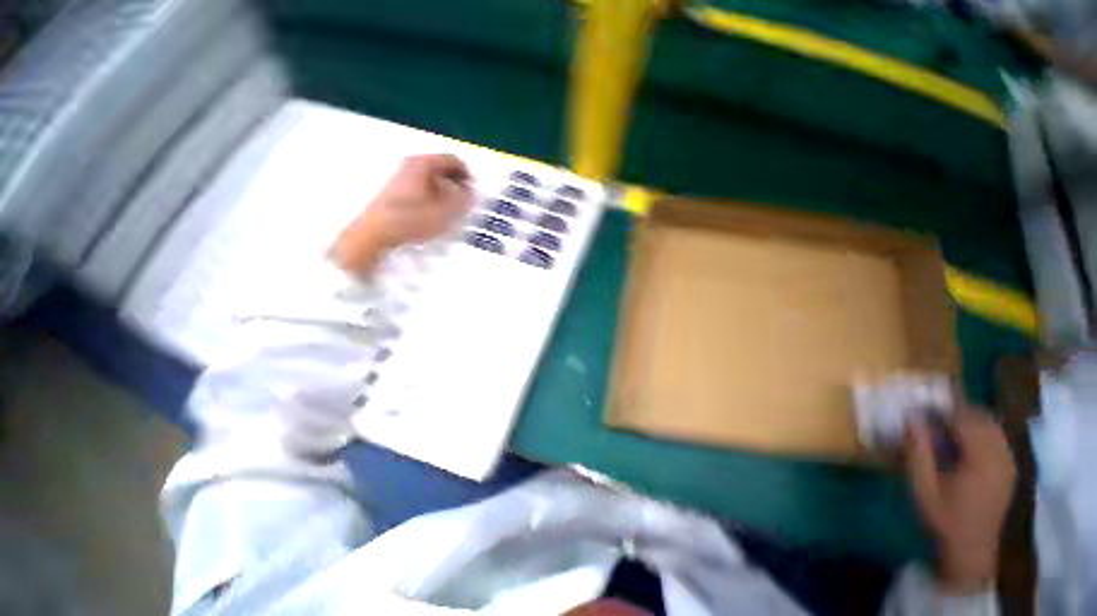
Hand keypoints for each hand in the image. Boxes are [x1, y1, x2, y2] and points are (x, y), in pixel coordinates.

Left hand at [331, 154, 471, 274]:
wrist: (374, 233)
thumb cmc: (412, 221)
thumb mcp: (445, 213)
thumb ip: (463, 200)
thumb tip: (471, 192)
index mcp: (423, 164)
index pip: (452, 160)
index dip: (467, 175)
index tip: (474, 192)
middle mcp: (410, 164)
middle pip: (441, 168)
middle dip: (456, 184)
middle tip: (464, 202)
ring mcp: (399, 176)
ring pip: (430, 179)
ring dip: (445, 192)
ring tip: (450, 212)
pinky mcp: (394, 190)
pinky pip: (420, 187)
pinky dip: (432, 197)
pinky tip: (433, 214)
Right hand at [905, 408, 1015, 594]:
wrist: (971, 547)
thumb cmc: (943, 516)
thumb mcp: (922, 485)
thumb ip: (918, 450)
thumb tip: (911, 418)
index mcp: (981, 461)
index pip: (965, 420)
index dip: (943, 409)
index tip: (920, 406)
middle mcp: (1001, 457)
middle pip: (982, 419)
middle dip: (957, 411)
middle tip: (930, 413)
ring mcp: (1008, 463)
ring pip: (992, 426)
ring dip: (969, 420)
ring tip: (944, 425)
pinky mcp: (1009, 469)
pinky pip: (997, 439)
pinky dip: (980, 432)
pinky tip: (963, 441)